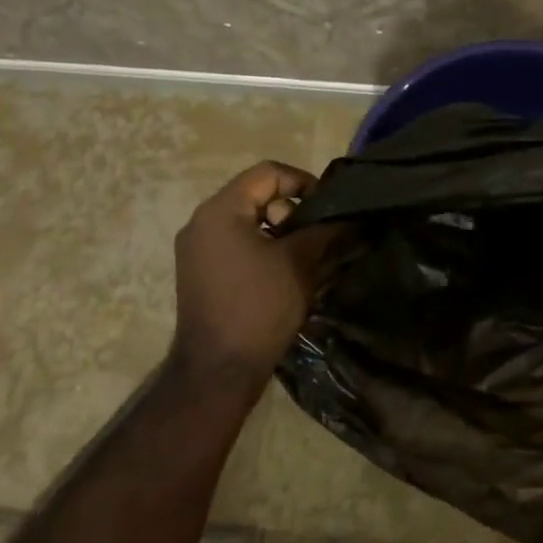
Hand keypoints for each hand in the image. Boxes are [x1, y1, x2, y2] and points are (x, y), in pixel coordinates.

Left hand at [172, 161, 334, 390]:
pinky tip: (282, 272)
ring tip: (302, 256)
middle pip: (255, 194)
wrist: (218, 369)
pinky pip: (234, 241)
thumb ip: (324, 231)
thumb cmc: (260, 307)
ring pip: (246, 219)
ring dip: (278, 229)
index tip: (326, 208)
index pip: (268, 173)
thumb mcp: (299, 263)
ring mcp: (195, 248)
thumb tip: (348, 219)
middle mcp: (201, 222)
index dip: (303, 182)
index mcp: (221, 211)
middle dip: (290, 209)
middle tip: (313, 236)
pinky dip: (261, 246)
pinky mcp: (198, 271)